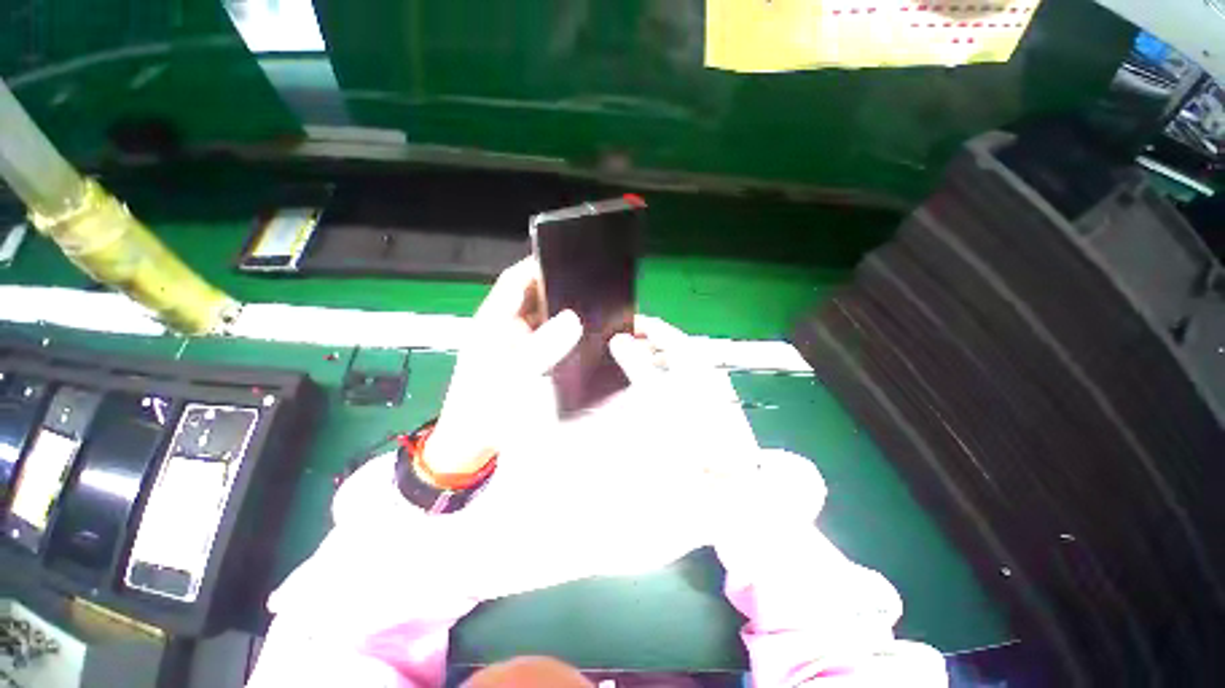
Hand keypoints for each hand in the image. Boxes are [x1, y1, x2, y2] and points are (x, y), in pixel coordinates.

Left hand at [424, 257, 581, 477]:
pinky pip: (548, 338)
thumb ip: (544, 345)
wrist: (473, 441)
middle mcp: (505, 326)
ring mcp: (516, 344)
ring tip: (594, 308)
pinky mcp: (526, 360)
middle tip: (591, 287)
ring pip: (543, 318)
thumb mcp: (514, 374)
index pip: (515, 281)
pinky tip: (584, 337)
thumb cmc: (485, 405)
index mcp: (494, 320)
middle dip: (559, 289)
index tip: (567, 259)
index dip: (536, 265)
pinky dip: (564, 334)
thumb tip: (574, 318)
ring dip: (564, 312)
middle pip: (533, 297)